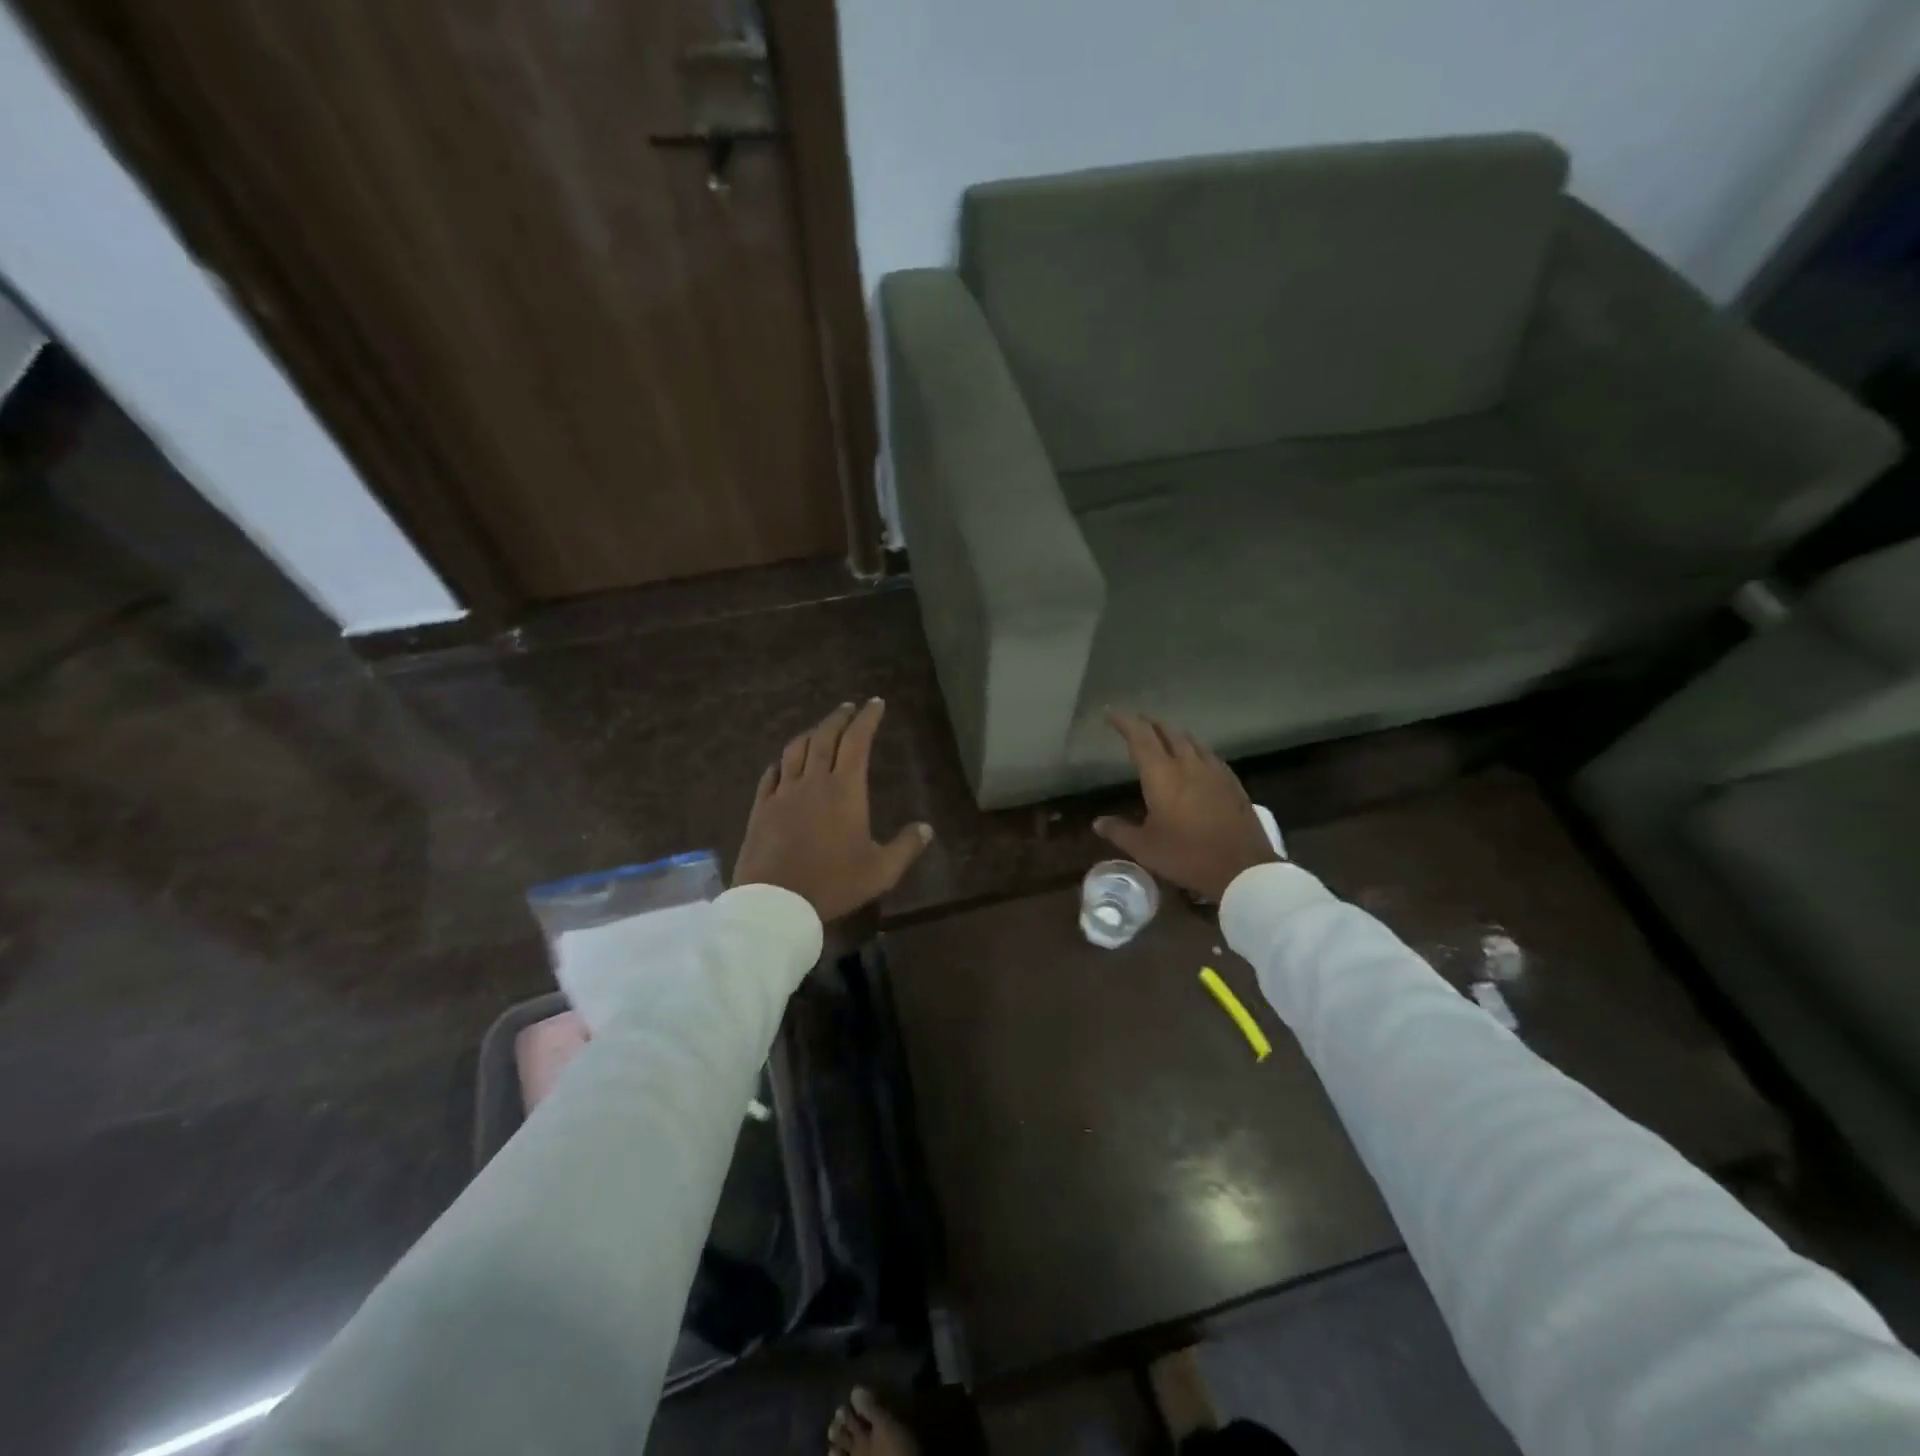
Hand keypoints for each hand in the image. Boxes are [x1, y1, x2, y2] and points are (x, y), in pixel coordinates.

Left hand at [733, 699, 932, 921]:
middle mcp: (813, 781)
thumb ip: (905, 847)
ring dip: (810, 733)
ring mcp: (784, 793)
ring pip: (795, 750)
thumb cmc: (833, 883)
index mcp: (845, 790)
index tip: (876, 703)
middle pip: (825, 737)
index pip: (858, 740)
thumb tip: (926, 828)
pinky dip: (782, 762)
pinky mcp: (761, 808)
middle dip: (839, 717)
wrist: (776, 902)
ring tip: (819, 728)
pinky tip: (783, 763)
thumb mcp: (880, 871)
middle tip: (849, 707)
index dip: (867, 718)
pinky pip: (771, 774)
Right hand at [1093, 710, 1278, 901]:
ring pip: (1190, 741)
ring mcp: (1213, 771)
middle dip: (1149, 724)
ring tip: (1163, 738)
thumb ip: (1119, 831)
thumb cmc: (1187, 855)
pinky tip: (1194, 761)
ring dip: (1173, 735)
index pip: (1140, 737)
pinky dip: (1194, 750)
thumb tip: (1098, 822)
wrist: (1242, 868)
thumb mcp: (1145, 848)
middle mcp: (1188, 764)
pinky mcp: (1232, 782)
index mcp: (1162, 775)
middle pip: (1167, 732)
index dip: (1124, 722)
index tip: (1111, 713)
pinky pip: (1208, 755)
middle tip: (1136, 724)